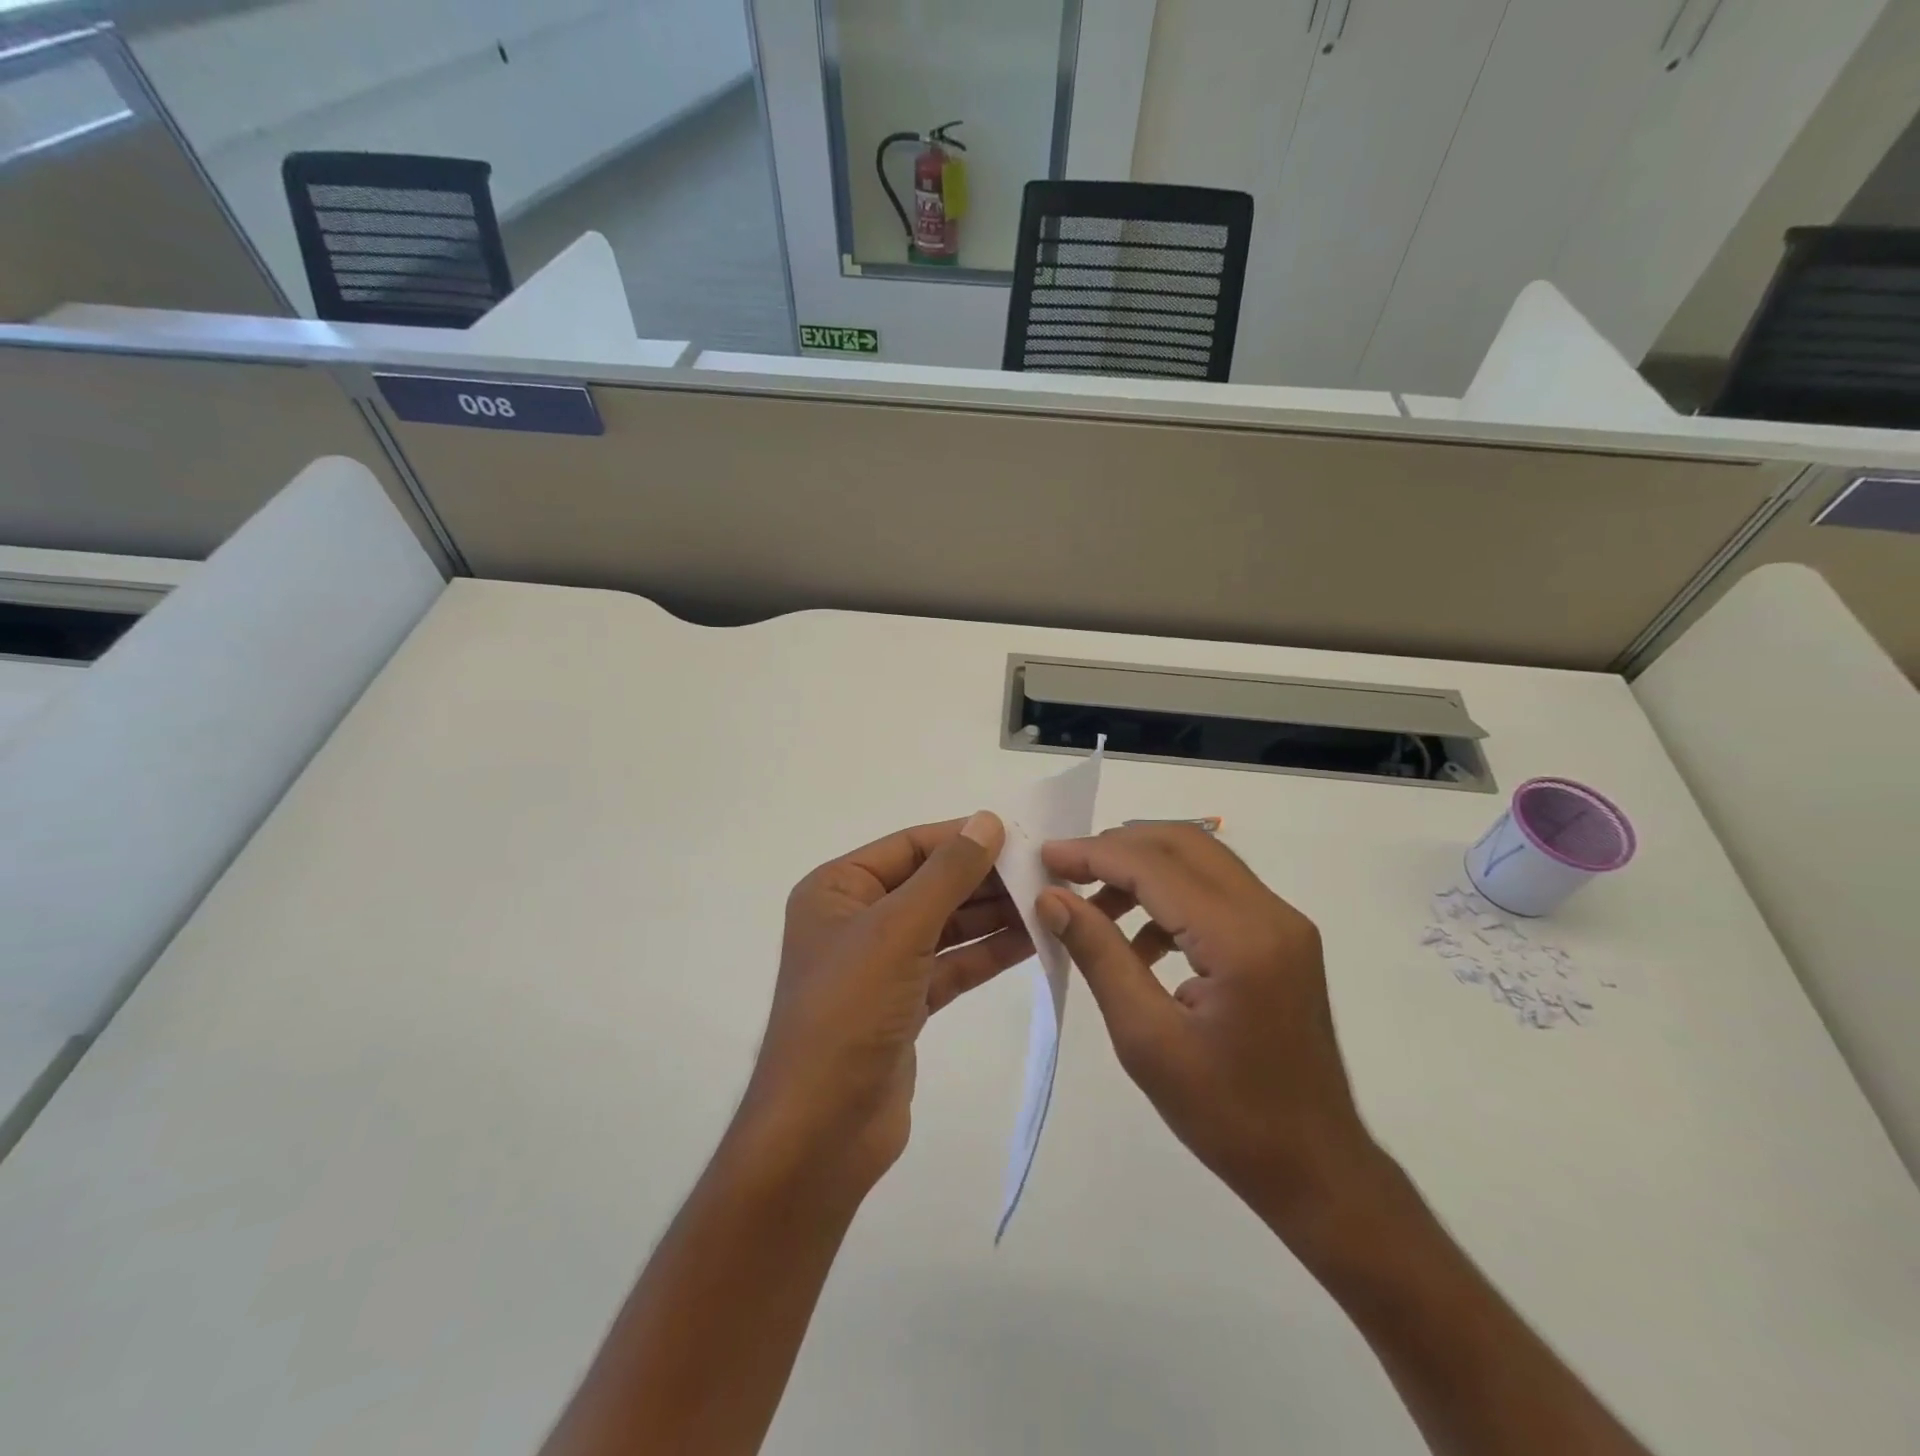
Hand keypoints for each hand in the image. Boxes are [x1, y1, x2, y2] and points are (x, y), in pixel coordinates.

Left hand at [736, 812, 1032, 1201]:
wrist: (822, 1130)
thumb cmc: (850, 1011)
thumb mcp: (898, 929)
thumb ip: (947, 873)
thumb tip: (986, 820)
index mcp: (837, 889)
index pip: (909, 846)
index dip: (962, 837)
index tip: (1020, 834)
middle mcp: (856, 919)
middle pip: (930, 884)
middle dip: (984, 879)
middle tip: (1045, 870)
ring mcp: (881, 963)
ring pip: (945, 925)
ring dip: (993, 915)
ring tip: (1050, 901)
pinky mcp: (904, 1003)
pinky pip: (952, 964)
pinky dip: (988, 953)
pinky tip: (1034, 940)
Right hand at [1037, 824, 1377, 1236]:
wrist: (1315, 1169)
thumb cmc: (1226, 1116)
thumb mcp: (1145, 1038)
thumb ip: (1099, 955)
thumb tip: (1052, 898)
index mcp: (1240, 940)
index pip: (1155, 867)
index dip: (1094, 854)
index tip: (1045, 857)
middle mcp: (1271, 914)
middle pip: (1184, 844)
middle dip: (1118, 847)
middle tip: (1066, 869)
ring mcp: (1283, 923)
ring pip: (1202, 861)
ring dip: (1144, 869)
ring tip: (1093, 906)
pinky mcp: (1283, 938)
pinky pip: (1218, 892)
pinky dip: (1171, 897)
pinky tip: (1139, 942)